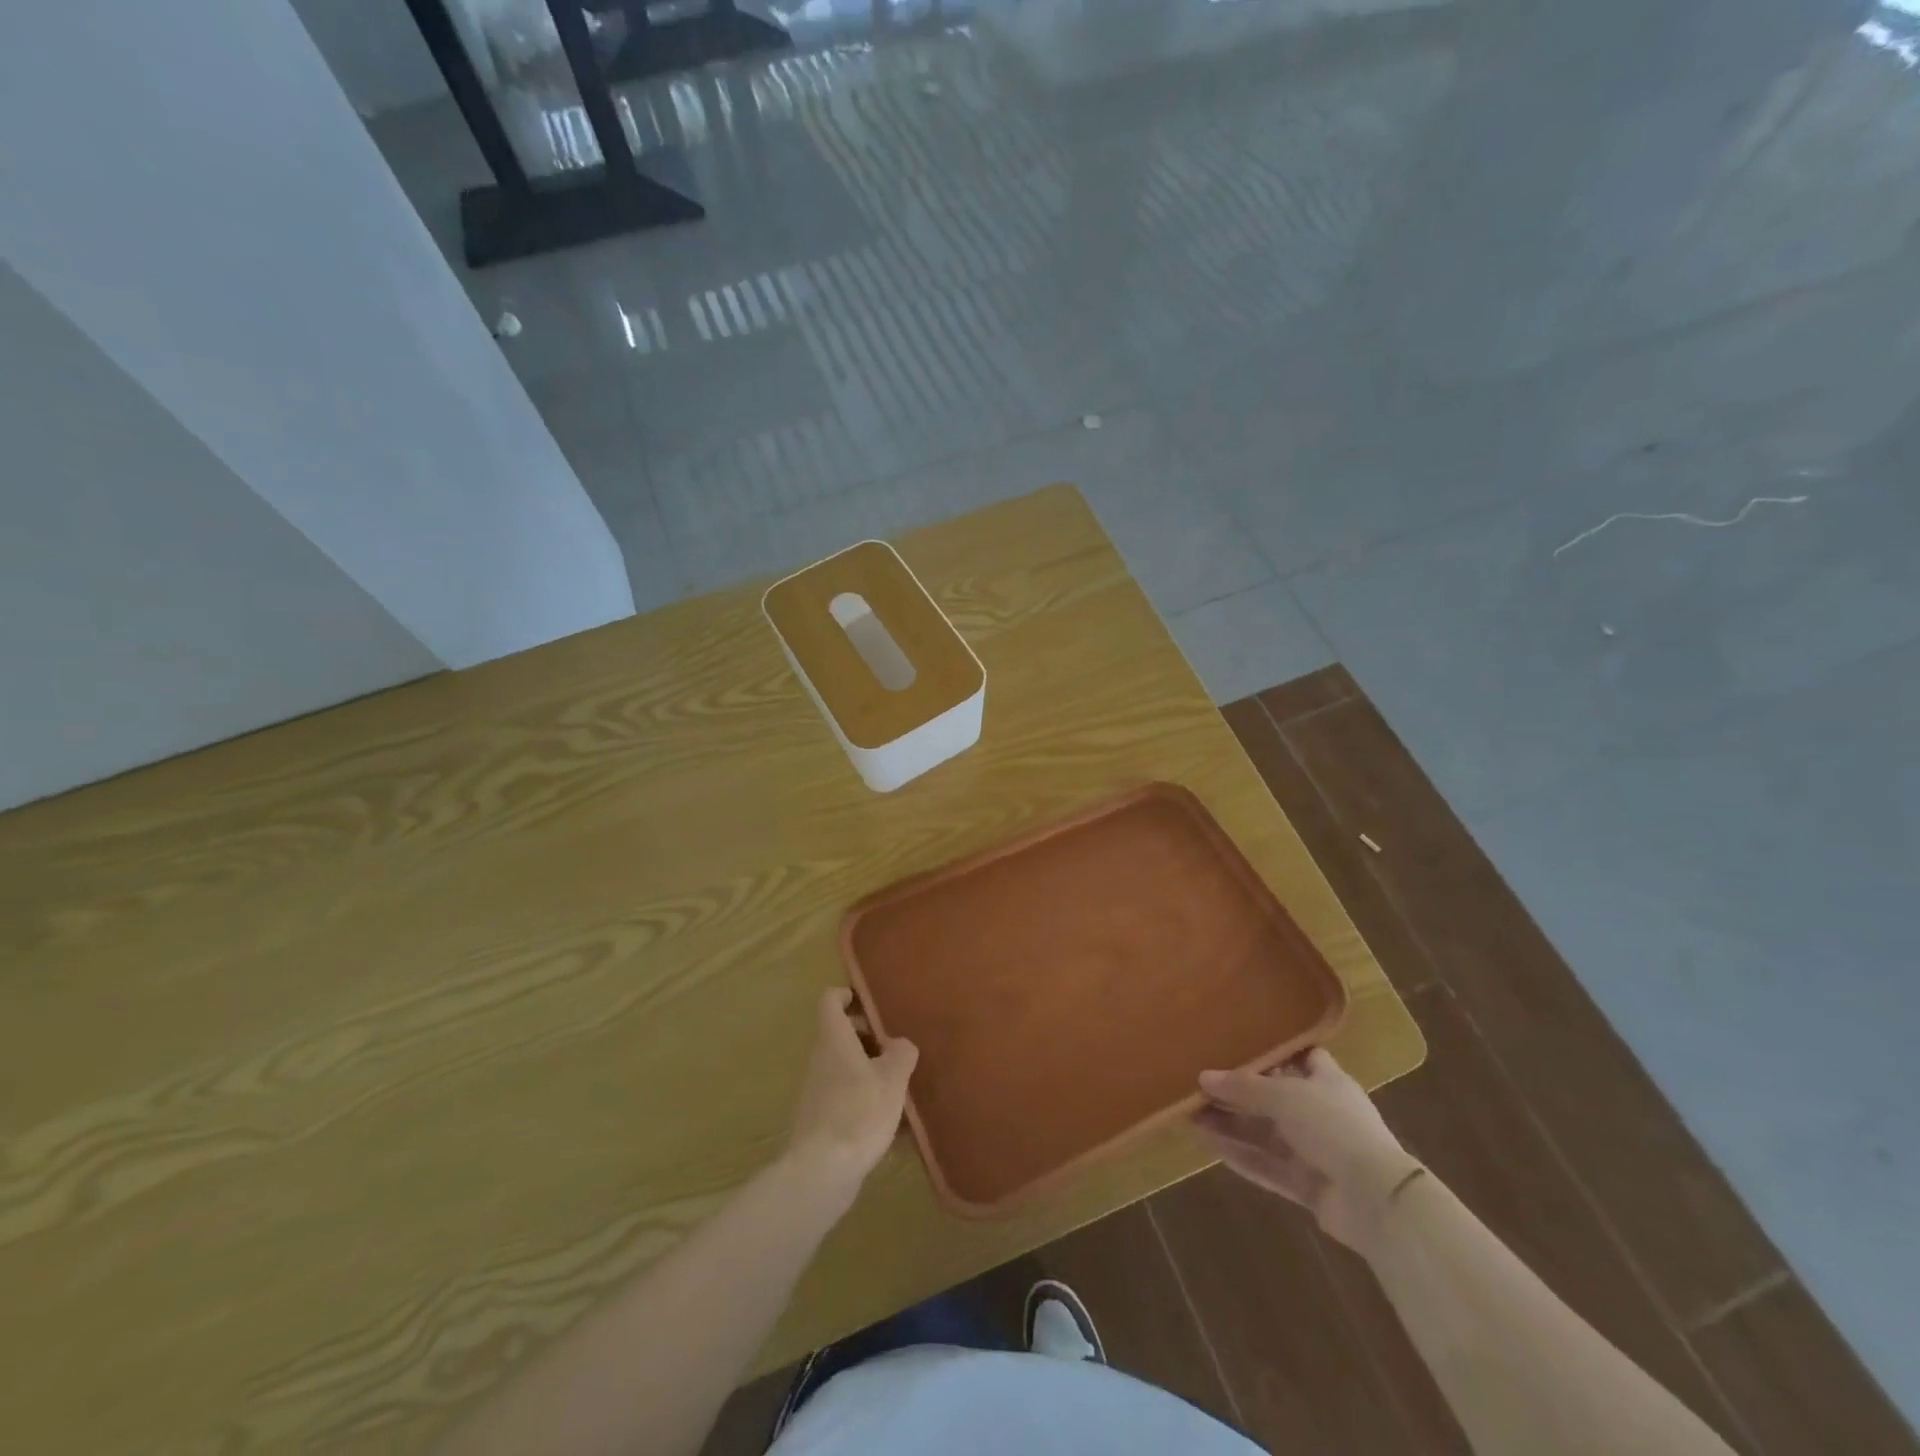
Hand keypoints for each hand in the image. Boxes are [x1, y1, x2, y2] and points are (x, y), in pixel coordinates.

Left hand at [786, 989, 918, 1197]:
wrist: (822, 1172)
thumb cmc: (859, 1112)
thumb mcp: (893, 1078)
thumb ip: (901, 1053)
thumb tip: (899, 1044)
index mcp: (834, 1039)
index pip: (830, 1000)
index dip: (847, 995)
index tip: (868, 1003)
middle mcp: (820, 1059)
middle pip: (839, 1034)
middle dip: (867, 1036)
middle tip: (895, 1047)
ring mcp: (816, 1090)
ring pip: (843, 1066)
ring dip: (868, 1069)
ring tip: (899, 1085)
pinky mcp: (819, 1119)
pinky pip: (844, 1096)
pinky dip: (863, 1098)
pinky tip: (890, 1123)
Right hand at [1196, 1048, 1419, 1251]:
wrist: (1375, 1199)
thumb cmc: (1333, 1126)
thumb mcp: (1284, 1095)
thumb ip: (1243, 1087)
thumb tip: (1203, 1076)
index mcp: (1327, 1081)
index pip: (1301, 1057)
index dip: (1274, 1050)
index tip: (1239, 1040)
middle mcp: (1321, 1112)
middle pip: (1273, 1097)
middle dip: (1238, 1091)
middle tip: (1198, 1082)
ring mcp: (1315, 1151)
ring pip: (1265, 1133)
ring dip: (1232, 1124)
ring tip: (1190, 1113)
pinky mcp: (1308, 1185)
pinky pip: (1267, 1165)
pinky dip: (1241, 1155)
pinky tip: (1209, 1145)